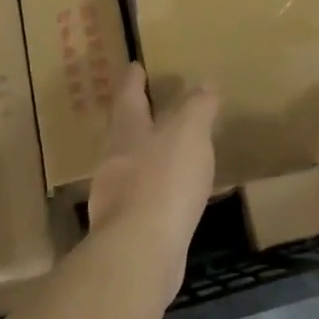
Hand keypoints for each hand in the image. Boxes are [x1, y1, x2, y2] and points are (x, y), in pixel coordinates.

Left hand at [87, 64, 217, 305]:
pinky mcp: (128, 229)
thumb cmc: (163, 180)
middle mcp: (114, 160)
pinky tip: (176, 195)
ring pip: (132, 165)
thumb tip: (204, 84)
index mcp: (126, 131)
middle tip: (154, 106)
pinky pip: (145, 198)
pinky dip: (159, 189)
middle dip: (138, 118)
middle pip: (124, 131)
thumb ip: (197, 107)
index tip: (135, 65)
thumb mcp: (189, 132)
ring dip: (149, 155)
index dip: (133, 79)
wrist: (140, 253)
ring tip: (172, 150)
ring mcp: (116, 198)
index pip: (128, 96)